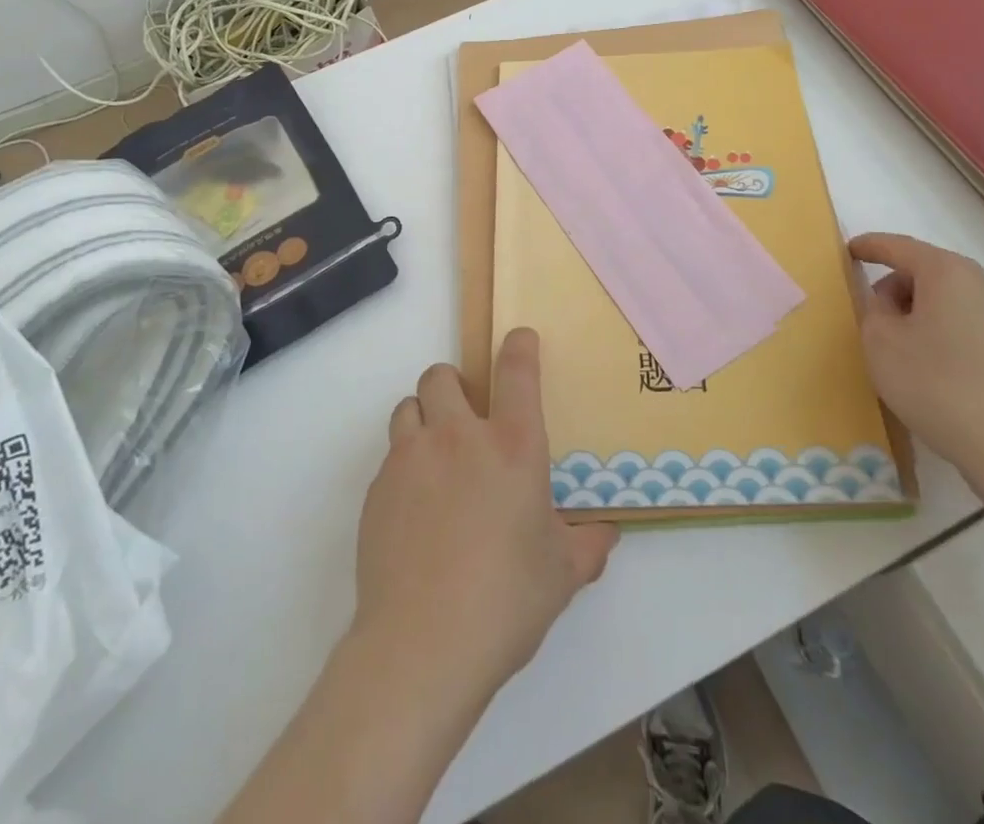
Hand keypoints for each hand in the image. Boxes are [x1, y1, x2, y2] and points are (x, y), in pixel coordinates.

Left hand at [353, 329, 618, 710]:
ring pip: (408, 407)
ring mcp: (411, 459)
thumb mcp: (561, 574)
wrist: (422, 645)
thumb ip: (587, 546)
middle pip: (441, 376)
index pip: (516, 370)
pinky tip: (414, 510)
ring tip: (435, 456)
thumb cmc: (506, 600)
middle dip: (453, 385)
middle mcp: (458, 437)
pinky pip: (390, 456)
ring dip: (423, 418)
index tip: (519, 338)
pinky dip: (404, 466)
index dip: (519, 345)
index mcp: (512, 445)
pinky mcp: (377, 489)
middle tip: (465, 417)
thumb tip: (606, 535)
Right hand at [848, 232, 983, 495]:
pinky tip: (936, 367)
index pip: (899, 246)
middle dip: (896, 285)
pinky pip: (971, 324)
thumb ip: (873, 309)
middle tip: (873, 314)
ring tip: (903, 347)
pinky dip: (946, 331)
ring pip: (951, 299)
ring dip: (922, 311)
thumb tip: (887, 301)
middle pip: (928, 271)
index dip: (869, 246)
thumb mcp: (881, 343)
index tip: (848, 251)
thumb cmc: (938, 385)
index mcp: (947, 273)